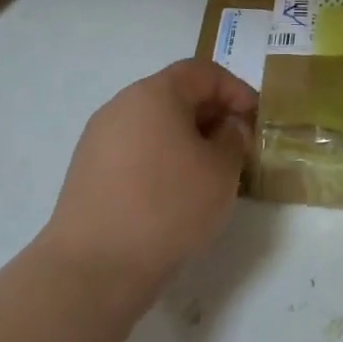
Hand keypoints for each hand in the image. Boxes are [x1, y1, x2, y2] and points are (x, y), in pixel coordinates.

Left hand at [38, 60, 256, 299]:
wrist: (93, 269)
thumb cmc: (168, 207)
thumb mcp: (221, 171)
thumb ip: (234, 138)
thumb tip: (228, 127)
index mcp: (154, 94)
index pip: (203, 72)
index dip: (236, 90)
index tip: (255, 119)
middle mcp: (121, 106)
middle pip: (176, 95)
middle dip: (212, 115)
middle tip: (237, 146)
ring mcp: (99, 139)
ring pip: (155, 125)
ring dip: (187, 139)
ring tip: (209, 172)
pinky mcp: (87, 172)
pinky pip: (135, 151)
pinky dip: (161, 159)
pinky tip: (175, 194)